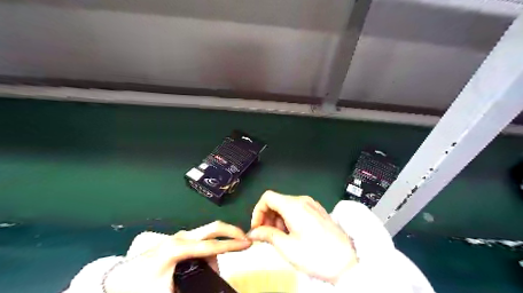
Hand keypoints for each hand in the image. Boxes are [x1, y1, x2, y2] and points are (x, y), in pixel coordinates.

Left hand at [104, 222, 250, 292]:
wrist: (121, 278)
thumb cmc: (142, 285)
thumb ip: (191, 290)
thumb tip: (213, 286)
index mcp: (177, 248)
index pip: (211, 246)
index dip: (231, 245)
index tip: (247, 244)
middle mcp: (182, 237)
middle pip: (213, 227)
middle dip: (232, 232)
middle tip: (246, 241)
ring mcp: (181, 236)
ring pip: (209, 235)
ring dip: (220, 245)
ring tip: (217, 268)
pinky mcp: (181, 239)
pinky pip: (203, 240)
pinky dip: (211, 248)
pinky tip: (208, 261)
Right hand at [248, 190, 357, 283]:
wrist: (346, 263)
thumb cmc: (316, 256)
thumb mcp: (287, 247)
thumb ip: (267, 235)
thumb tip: (253, 232)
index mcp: (294, 206)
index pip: (267, 197)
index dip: (258, 211)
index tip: (257, 227)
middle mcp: (303, 201)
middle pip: (277, 201)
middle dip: (268, 217)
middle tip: (267, 235)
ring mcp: (312, 204)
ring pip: (286, 205)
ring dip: (278, 219)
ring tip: (281, 237)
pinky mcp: (317, 210)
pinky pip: (297, 209)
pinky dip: (289, 218)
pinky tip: (293, 234)